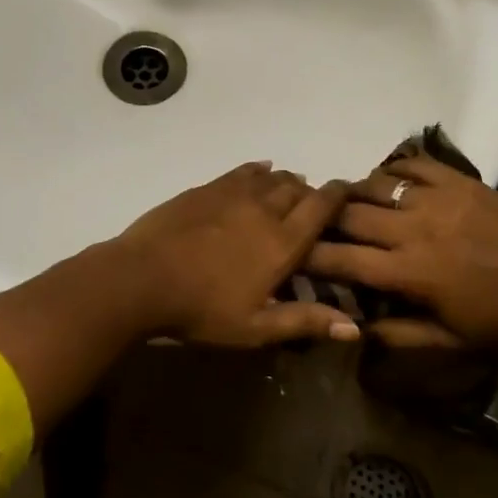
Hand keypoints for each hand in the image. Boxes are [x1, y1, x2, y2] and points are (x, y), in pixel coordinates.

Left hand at [117, 162, 354, 346]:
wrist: (143, 278)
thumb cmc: (202, 309)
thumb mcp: (255, 327)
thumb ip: (304, 322)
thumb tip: (354, 328)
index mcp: (282, 242)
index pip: (321, 207)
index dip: (338, 195)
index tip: (348, 190)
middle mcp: (263, 209)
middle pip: (297, 188)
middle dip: (310, 192)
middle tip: (313, 203)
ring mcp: (232, 194)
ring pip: (270, 177)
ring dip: (285, 181)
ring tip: (289, 188)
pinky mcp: (206, 188)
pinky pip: (241, 171)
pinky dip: (257, 170)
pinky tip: (260, 170)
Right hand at [303, 155, 497, 347]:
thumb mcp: (447, 340)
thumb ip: (396, 334)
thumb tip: (351, 327)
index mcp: (409, 272)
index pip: (342, 258)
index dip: (310, 255)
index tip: (294, 253)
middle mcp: (414, 230)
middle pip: (349, 214)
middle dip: (325, 218)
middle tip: (317, 221)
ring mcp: (437, 199)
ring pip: (374, 184)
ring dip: (355, 192)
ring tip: (350, 199)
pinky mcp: (458, 180)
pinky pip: (412, 163)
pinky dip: (392, 169)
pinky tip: (389, 180)